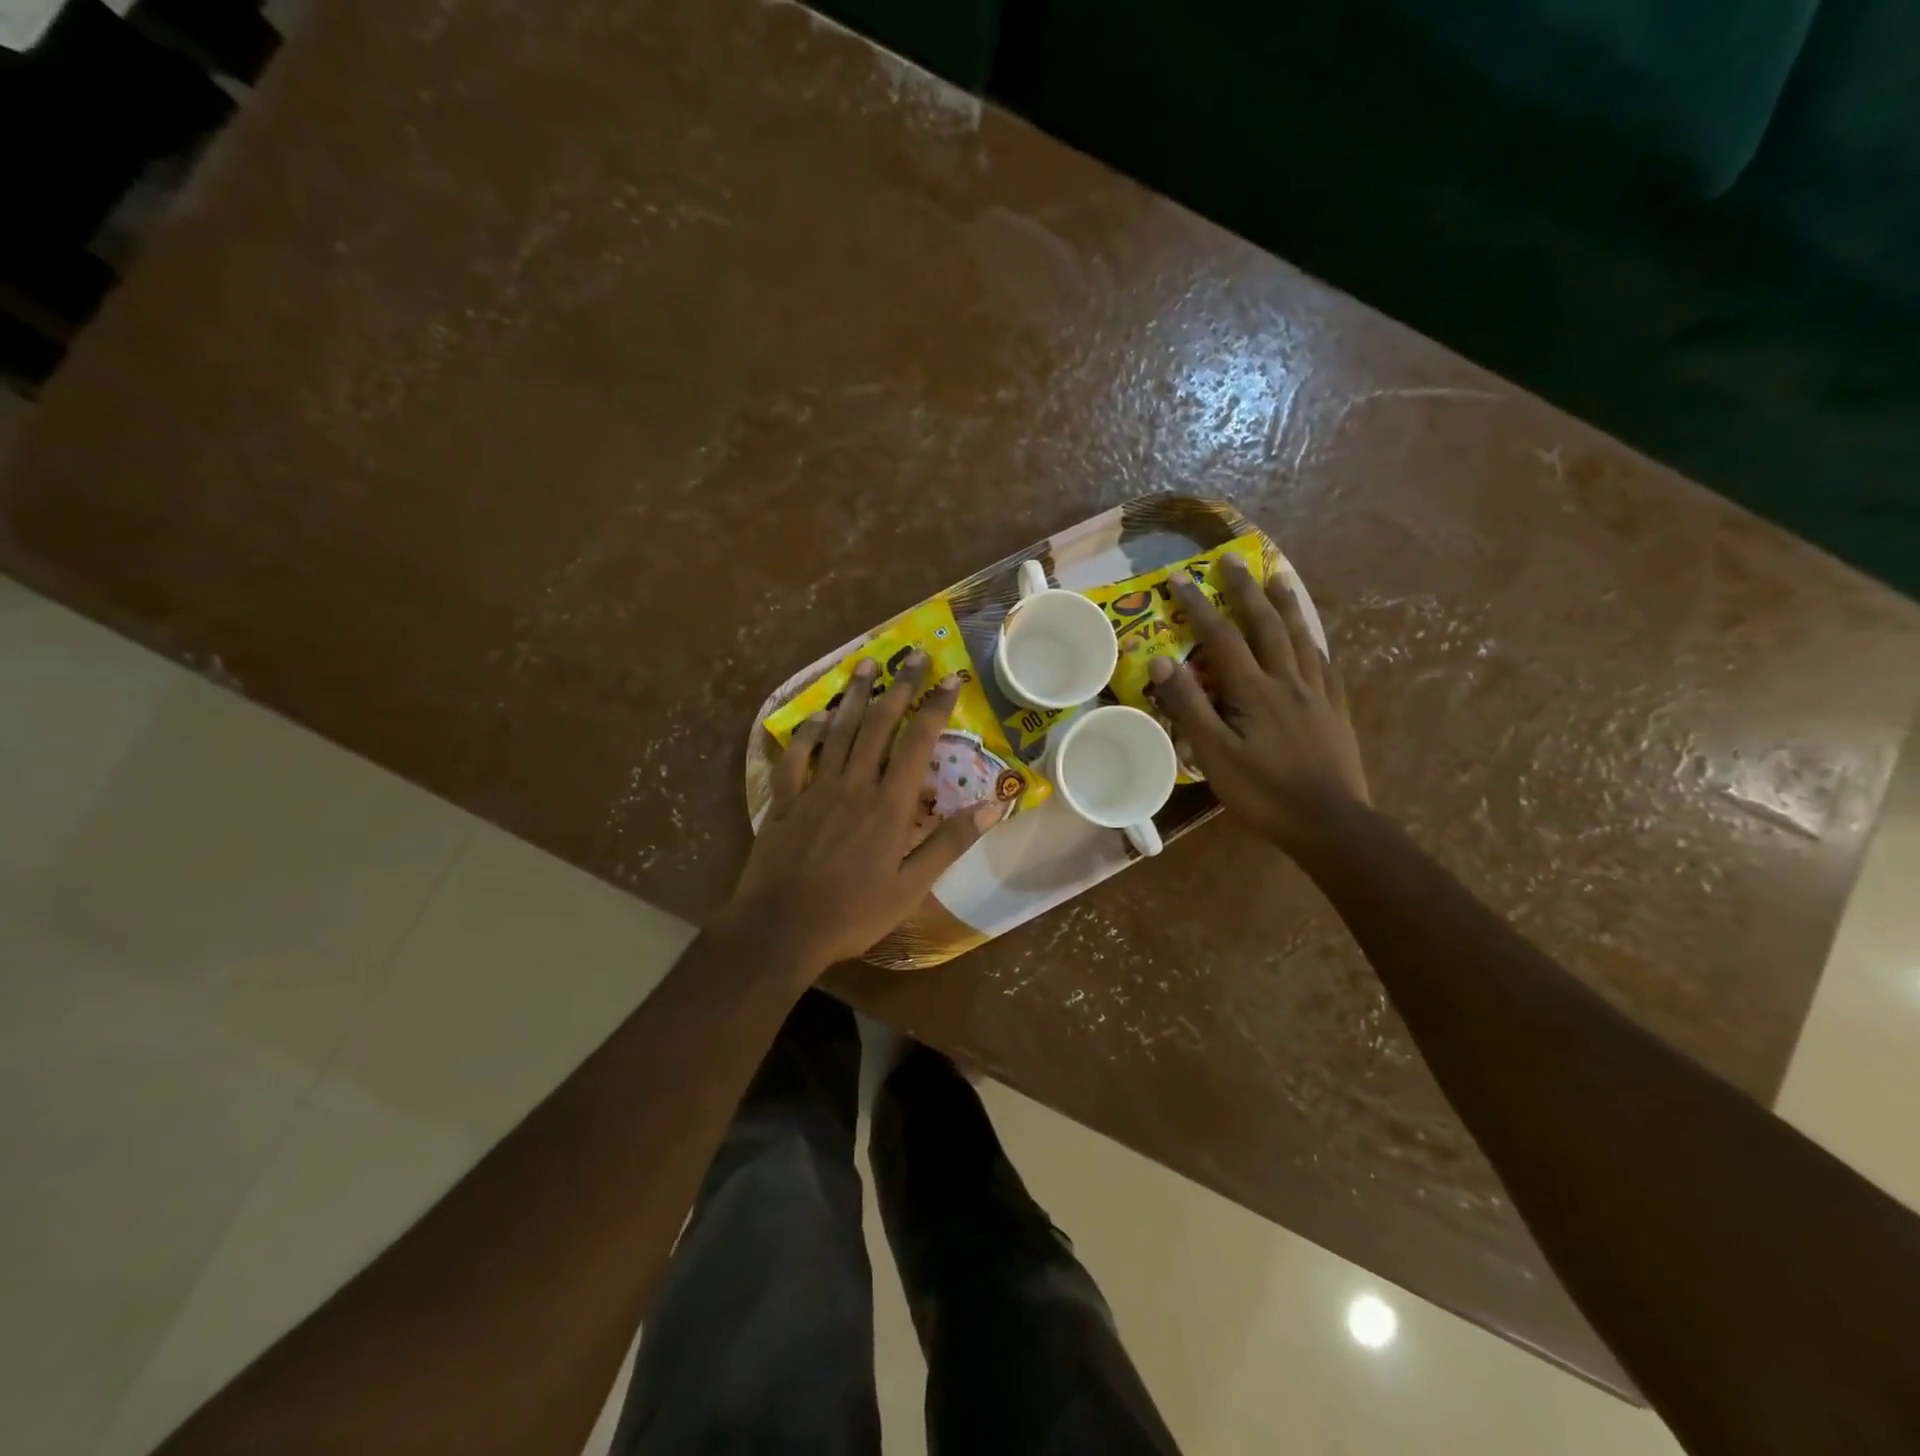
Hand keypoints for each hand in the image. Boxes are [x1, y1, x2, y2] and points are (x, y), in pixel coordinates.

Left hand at [724, 654, 1002, 978]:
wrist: (781, 930)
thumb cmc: (853, 913)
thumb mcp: (912, 887)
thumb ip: (950, 843)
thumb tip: (993, 806)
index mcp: (888, 805)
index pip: (918, 743)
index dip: (936, 707)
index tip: (950, 678)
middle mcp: (854, 785)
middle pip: (878, 724)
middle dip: (899, 687)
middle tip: (913, 655)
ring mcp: (815, 789)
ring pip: (837, 731)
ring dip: (854, 695)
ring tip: (866, 664)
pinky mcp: (785, 801)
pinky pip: (795, 757)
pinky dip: (806, 733)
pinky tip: (816, 715)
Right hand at [1148, 557, 1367, 853]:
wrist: (1330, 824)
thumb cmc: (1264, 793)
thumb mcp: (1214, 755)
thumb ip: (1189, 707)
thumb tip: (1162, 662)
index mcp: (1254, 691)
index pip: (1221, 638)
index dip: (1199, 607)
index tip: (1179, 579)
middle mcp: (1288, 682)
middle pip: (1266, 626)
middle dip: (1246, 590)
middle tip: (1233, 561)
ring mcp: (1318, 695)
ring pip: (1301, 638)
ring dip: (1286, 605)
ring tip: (1279, 577)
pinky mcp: (1336, 712)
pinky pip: (1326, 666)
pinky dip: (1315, 644)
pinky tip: (1314, 640)